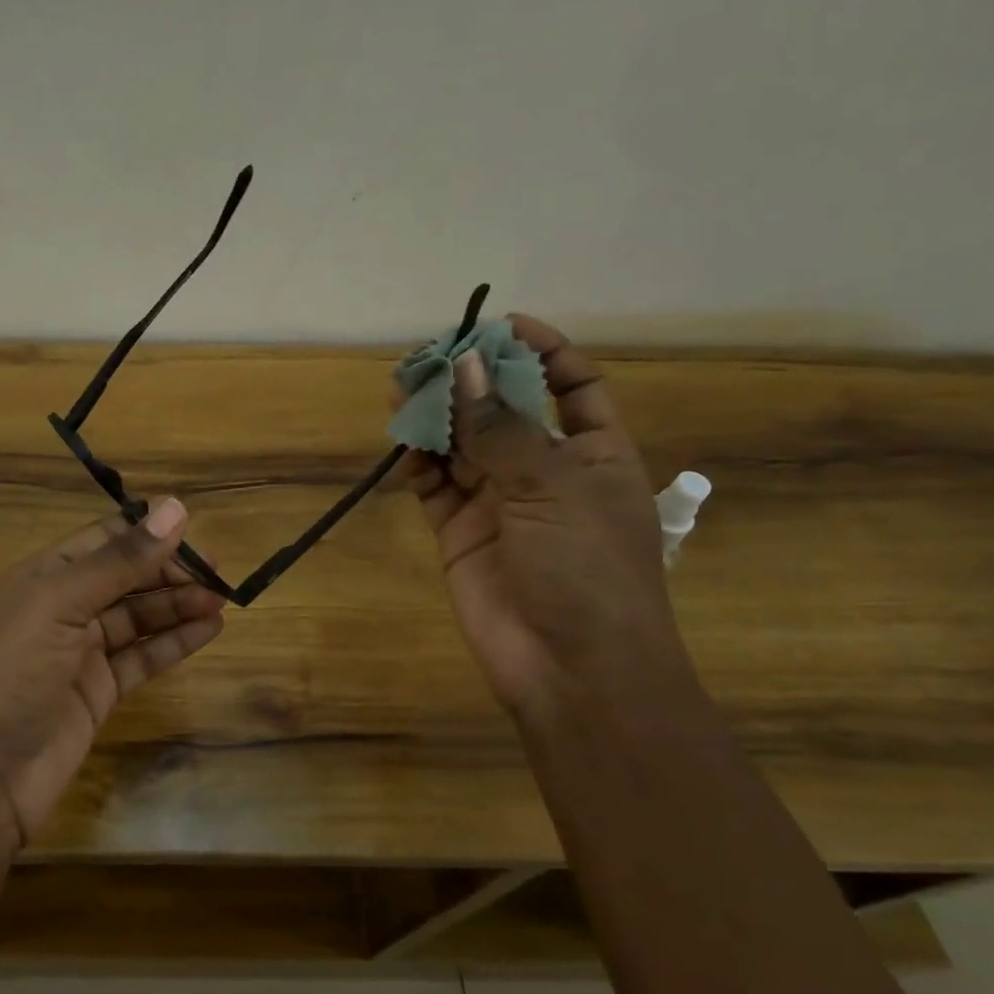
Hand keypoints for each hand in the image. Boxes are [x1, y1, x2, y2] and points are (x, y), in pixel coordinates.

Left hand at [0, 498, 224, 846]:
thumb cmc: (11, 672)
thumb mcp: (61, 604)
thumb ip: (120, 560)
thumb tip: (175, 508)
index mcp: (45, 576)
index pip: (104, 539)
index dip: (147, 533)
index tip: (194, 532)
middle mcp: (63, 608)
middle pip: (126, 577)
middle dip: (169, 572)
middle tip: (217, 575)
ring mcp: (82, 652)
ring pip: (138, 617)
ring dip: (178, 605)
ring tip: (221, 600)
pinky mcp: (99, 690)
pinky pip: (143, 656)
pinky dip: (174, 642)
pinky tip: (209, 630)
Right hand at [393, 316, 690, 718]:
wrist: (571, 669)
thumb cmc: (586, 569)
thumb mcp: (551, 487)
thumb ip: (501, 429)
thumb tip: (466, 367)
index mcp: (593, 453)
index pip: (573, 385)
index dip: (543, 351)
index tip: (501, 324)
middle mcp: (546, 472)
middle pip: (505, 411)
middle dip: (472, 382)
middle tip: (428, 358)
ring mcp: (500, 504)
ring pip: (462, 447)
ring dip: (436, 420)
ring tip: (400, 391)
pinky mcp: (461, 534)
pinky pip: (434, 488)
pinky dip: (417, 467)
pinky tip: (401, 450)